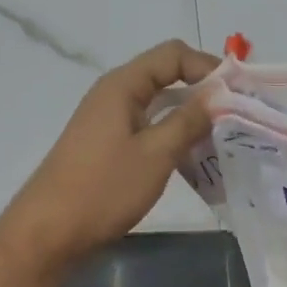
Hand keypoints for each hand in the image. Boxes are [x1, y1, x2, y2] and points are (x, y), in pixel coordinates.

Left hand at [0, 40, 219, 273]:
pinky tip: (194, 159)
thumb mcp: (156, 154)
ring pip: (159, 105)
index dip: (207, 66)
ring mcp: (109, 122)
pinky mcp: (109, 147)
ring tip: (223, 138)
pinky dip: (173, 136)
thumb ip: (189, 121)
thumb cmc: (104, 188)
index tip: (238, 93)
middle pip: (166, 76)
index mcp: (123, 86)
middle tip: (237, 115)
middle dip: (203, 91)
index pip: (173, 54)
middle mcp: (114, 95)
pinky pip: (149, 128)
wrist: (49, 232)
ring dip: (190, 117)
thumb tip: (218, 95)